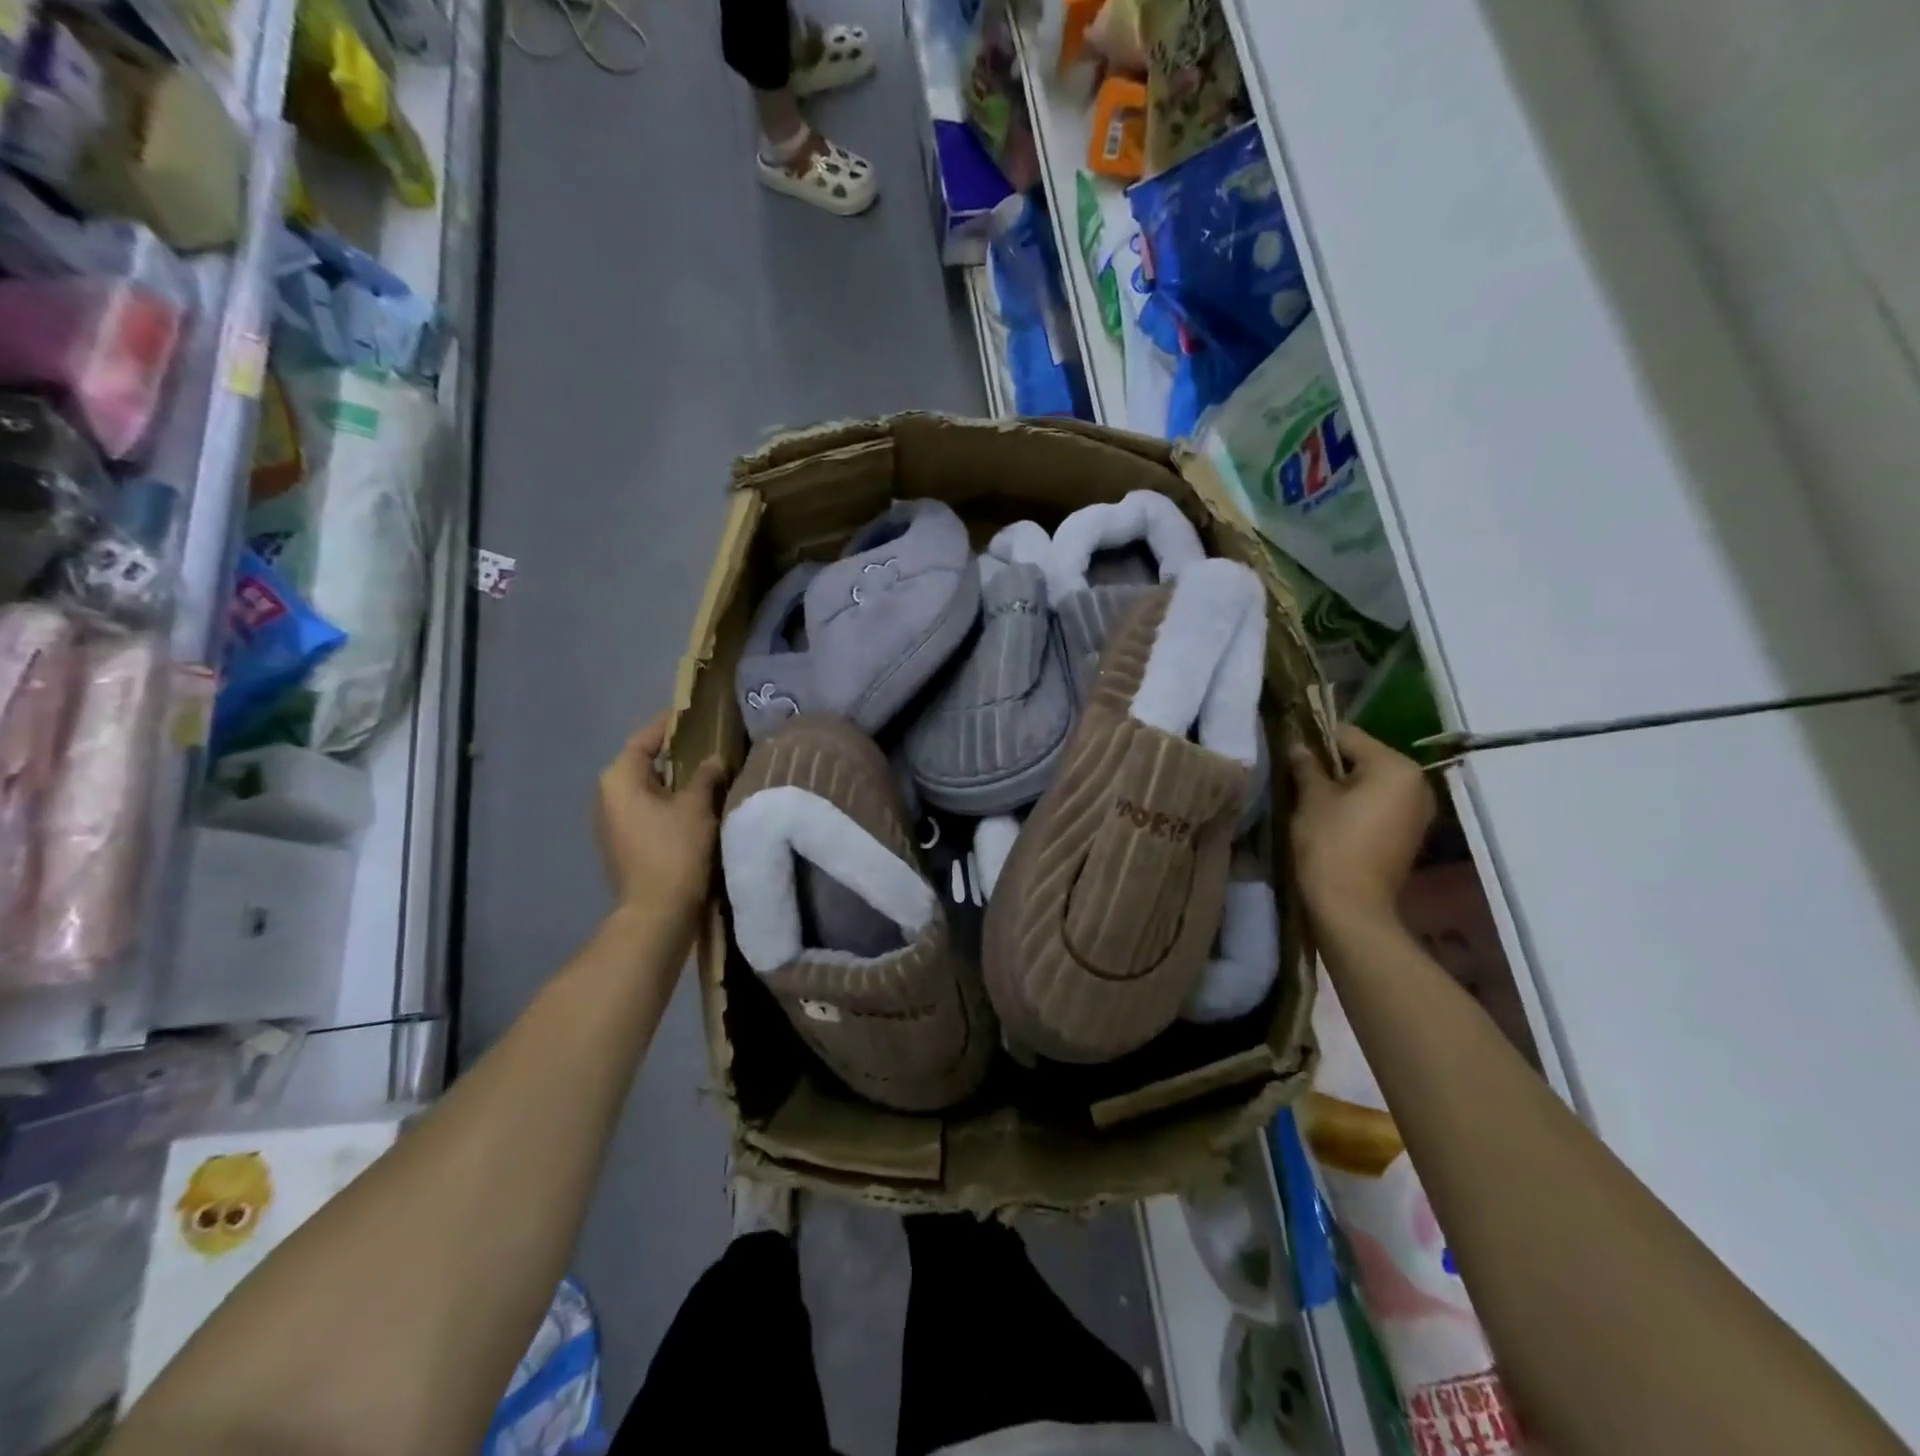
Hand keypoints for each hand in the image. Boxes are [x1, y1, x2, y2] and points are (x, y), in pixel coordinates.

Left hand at [596, 710, 726, 931]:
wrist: (657, 911)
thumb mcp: (697, 806)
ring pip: (647, 789)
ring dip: (674, 782)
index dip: (671, 725)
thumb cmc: (674, 849)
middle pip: (643, 763)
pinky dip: (668, 803)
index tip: (696, 716)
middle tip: (710, 746)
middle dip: (676, 755)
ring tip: (708, 774)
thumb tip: (713, 759)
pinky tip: (696, 806)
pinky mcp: (624, 844)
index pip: (645, 738)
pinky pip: (647, 810)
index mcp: (619, 778)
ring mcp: (612, 822)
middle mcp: (607, 796)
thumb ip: (705, 775)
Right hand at [1288, 723, 1434, 926]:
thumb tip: (1298, 746)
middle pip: (1363, 757)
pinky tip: (1331, 817)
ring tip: (1311, 797)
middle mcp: (1417, 783)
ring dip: (1343, 785)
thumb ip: (1306, 766)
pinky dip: (1356, 804)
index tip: (1289, 750)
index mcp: (1395, 767)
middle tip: (1297, 775)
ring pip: (1371, 782)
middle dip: (1331, 763)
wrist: (1352, 907)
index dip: (1314, 739)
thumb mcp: (1312, 799)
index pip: (1347, 735)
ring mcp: (1418, 810)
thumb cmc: (1330, 844)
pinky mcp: (1409, 832)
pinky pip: (1379, 803)